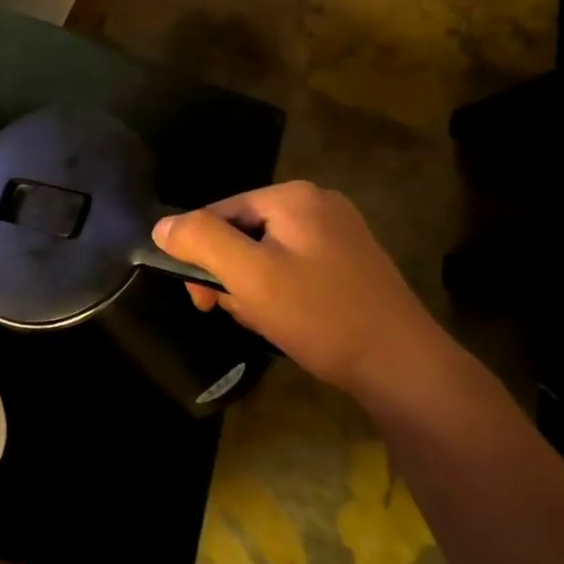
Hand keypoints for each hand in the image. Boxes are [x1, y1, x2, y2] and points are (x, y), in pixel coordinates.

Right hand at [153, 181, 449, 399]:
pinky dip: (277, 292)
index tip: (201, 299)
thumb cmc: (319, 315)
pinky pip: (291, 267)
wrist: (402, 366)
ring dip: (250, 286)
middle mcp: (317, 204)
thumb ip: (200, 241)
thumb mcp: (249, 275)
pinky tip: (285, 320)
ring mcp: (338, 233)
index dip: (200, 254)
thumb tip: (161, 226)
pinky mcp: (349, 262)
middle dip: (227, 273)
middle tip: (228, 311)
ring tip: (262, 319)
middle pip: (241, 232)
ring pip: (264, 253)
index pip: (217, 213)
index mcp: (293, 197)